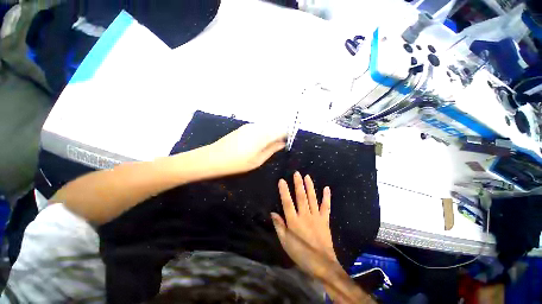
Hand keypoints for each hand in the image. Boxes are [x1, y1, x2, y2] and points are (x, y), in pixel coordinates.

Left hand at [205, 123, 285, 175]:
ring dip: (271, 134)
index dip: (287, 135)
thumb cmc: (237, 162)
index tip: (287, 143)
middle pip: (275, 127)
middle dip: (279, 135)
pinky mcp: (244, 127)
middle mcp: (258, 126)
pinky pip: (259, 128)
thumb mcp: (258, 160)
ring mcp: (250, 125)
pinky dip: (263, 133)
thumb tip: (283, 143)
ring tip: (268, 146)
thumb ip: (272, 149)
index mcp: (263, 135)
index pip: (282, 130)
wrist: (213, 158)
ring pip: (267, 127)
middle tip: (278, 147)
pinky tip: (258, 143)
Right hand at [271, 172, 336, 277]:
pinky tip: (326, 188)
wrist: (322, 264)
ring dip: (310, 186)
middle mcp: (305, 216)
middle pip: (301, 197)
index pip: (287, 202)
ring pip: (312, 198)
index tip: (282, 180)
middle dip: (298, 184)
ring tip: (307, 176)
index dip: (284, 191)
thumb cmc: (301, 254)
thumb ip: (279, 226)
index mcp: (294, 221)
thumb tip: (273, 213)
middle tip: (297, 173)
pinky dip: (326, 197)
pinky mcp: (325, 220)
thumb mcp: (285, 243)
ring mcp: (316, 217)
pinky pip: (326, 206)